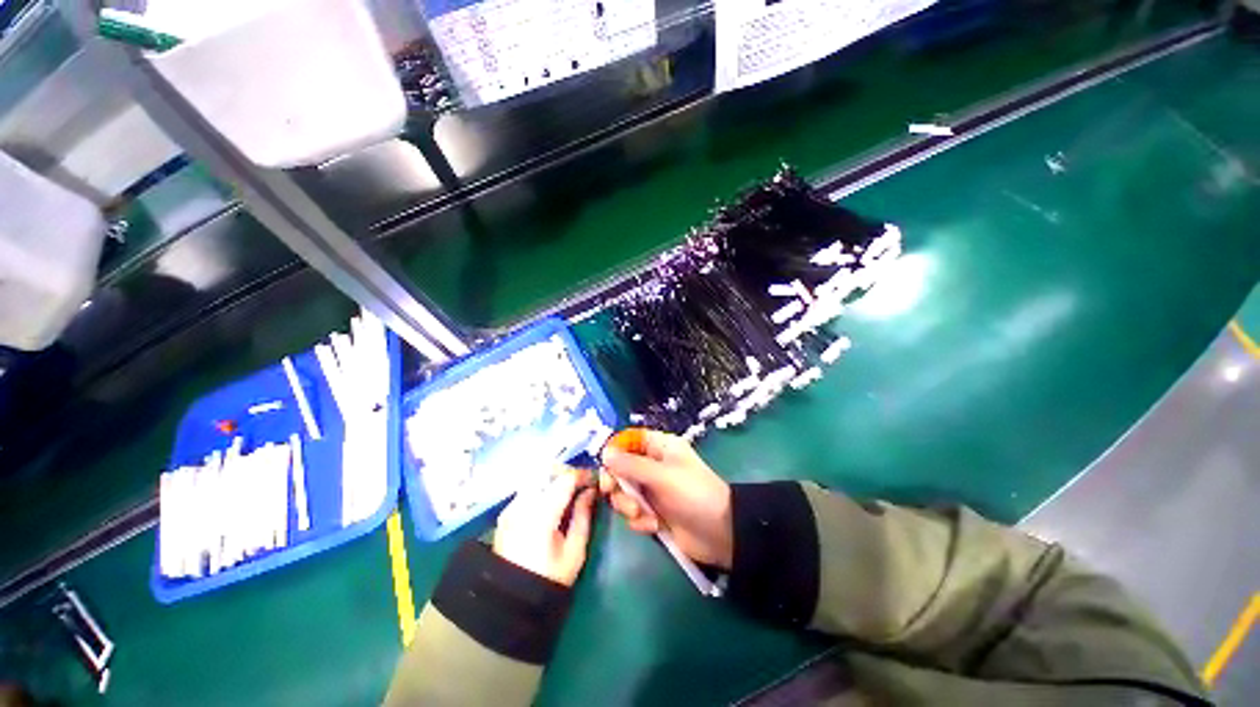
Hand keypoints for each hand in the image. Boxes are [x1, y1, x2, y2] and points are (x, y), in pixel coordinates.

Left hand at [493, 467, 595, 586]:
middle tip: (583, 484)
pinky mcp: (506, 513)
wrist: (512, 600)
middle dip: (568, 473)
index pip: (565, 479)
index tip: (595, 479)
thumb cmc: (549, 578)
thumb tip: (591, 491)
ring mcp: (511, 508)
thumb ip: (583, 516)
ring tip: (569, 491)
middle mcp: (523, 505)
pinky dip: (542, 487)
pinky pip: (528, 489)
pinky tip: (551, 500)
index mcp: (541, 515)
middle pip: (548, 472)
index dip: (582, 474)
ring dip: (554, 479)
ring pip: (537, 478)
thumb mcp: (574, 551)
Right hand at [600, 429, 733, 568]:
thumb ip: (631, 464)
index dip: (614, 451)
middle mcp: (653, 465)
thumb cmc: (693, 494)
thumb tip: (604, 452)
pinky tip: (654, 526)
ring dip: (628, 505)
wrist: (720, 534)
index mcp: (660, 447)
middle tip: (612, 491)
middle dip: (617, 483)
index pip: (629, 441)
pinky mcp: (653, 512)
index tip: (604, 466)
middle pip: (621, 468)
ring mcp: (653, 490)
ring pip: (624, 492)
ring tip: (641, 514)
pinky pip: (634, 513)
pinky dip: (640, 520)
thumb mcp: (662, 476)